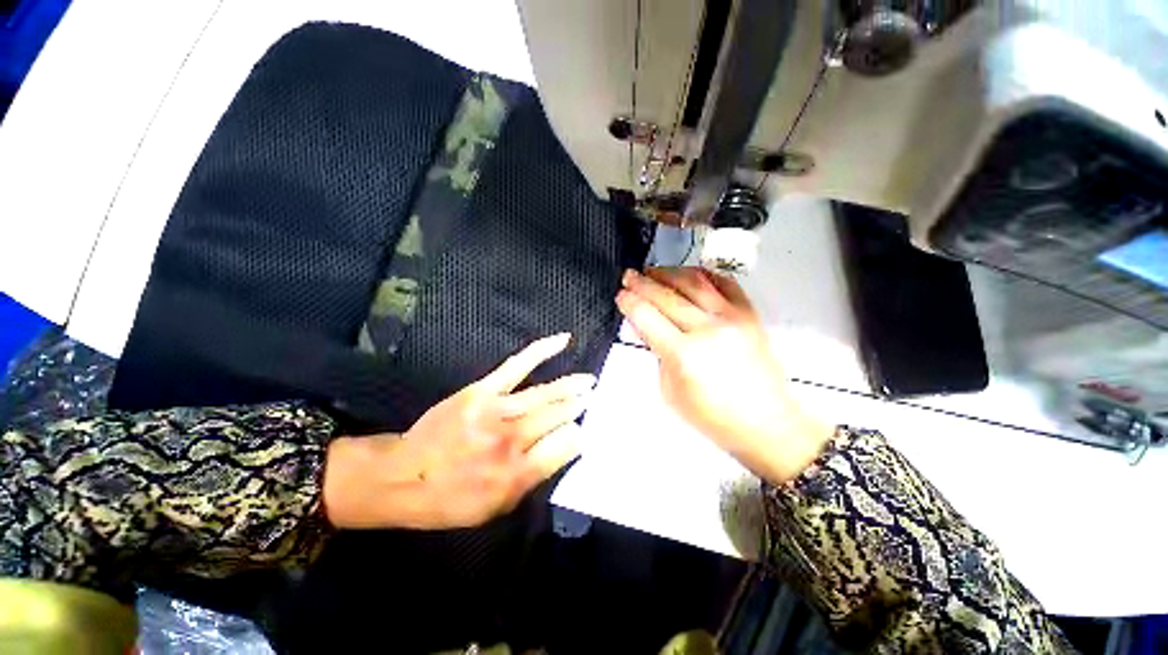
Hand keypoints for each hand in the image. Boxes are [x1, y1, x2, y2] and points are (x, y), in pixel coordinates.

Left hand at [323, 334, 591, 529]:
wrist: (405, 475)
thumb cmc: (452, 499)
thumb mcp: (497, 508)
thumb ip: (536, 478)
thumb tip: (569, 446)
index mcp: (517, 474)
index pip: (565, 446)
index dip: (578, 436)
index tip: (584, 431)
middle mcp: (511, 440)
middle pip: (559, 416)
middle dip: (579, 408)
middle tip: (594, 400)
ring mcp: (497, 410)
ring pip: (546, 394)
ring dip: (573, 386)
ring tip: (590, 382)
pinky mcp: (484, 389)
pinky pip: (519, 365)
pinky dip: (543, 350)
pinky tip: (563, 340)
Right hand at [615, 267, 833, 483]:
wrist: (766, 423)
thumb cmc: (712, 417)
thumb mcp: (670, 390)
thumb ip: (656, 353)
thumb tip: (644, 325)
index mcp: (683, 355)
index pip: (647, 316)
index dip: (629, 302)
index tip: (621, 295)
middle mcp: (706, 329)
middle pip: (666, 295)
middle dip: (642, 282)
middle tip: (629, 276)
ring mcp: (731, 317)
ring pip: (693, 281)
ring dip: (668, 272)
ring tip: (652, 271)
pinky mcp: (749, 314)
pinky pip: (724, 282)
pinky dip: (702, 274)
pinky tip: (687, 274)